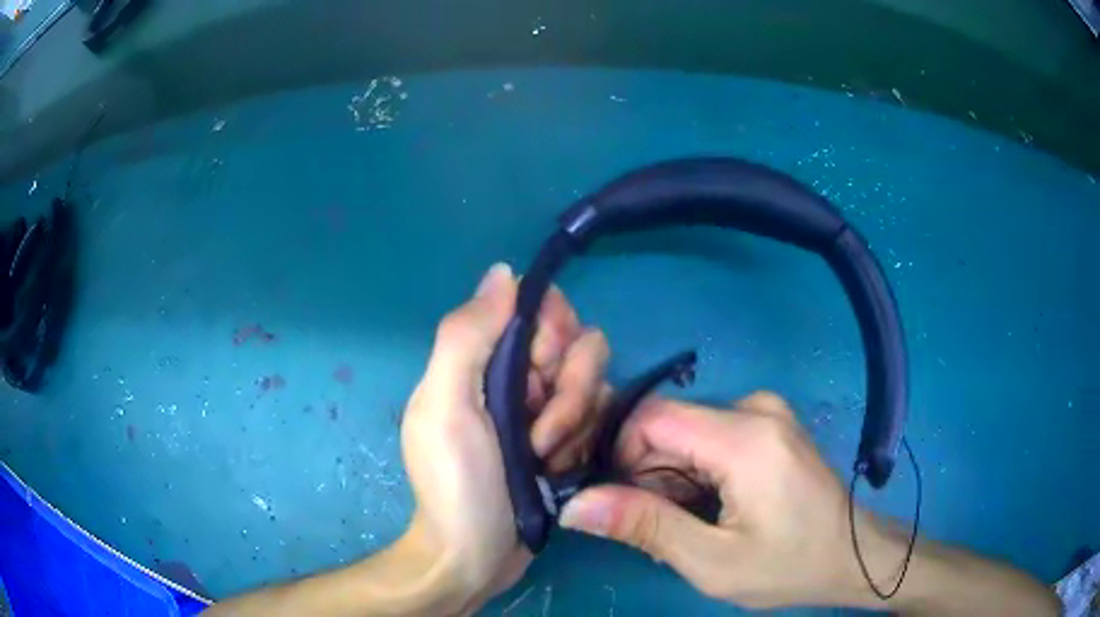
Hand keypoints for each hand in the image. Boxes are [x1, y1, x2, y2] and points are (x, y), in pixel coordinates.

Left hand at [399, 263, 609, 612]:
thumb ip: (466, 336)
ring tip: (543, 458)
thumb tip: (503, 272)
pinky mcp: (566, 437)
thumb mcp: (447, 408)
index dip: (551, 330)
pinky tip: (557, 469)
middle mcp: (514, 374)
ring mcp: (543, 407)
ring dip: (574, 423)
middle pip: (575, 342)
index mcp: (480, 359)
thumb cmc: (456, 485)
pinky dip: (582, 442)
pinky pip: (599, 417)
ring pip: (594, 381)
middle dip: (567, 388)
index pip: (537, 306)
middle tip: (537, 431)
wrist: (475, 558)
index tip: (540, 370)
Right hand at [558, 393, 878, 608]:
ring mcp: (767, 412)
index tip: (618, 502)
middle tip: (656, 526)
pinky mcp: (770, 425)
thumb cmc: (788, 565)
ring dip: (670, 476)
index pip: (650, 418)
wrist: (852, 555)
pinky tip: (711, 505)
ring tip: (689, 521)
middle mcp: (755, 407)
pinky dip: (695, 469)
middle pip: (669, 426)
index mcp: (745, 437)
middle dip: (646, 473)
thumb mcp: (712, 561)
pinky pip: (711, 435)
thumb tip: (574, 505)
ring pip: (687, 432)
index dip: (619, 456)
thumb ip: (644, 527)